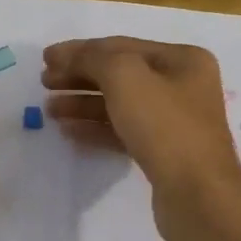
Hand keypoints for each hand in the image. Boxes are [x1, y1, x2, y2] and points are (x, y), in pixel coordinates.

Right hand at [41, 36, 240, 240]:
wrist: (197, 194)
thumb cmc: (164, 125)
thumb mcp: (125, 77)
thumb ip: (93, 58)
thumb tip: (70, 56)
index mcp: (182, 60)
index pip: (122, 46)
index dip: (80, 50)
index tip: (45, 58)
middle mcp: (182, 87)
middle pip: (120, 75)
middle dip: (80, 76)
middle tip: (44, 82)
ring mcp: (174, 122)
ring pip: (120, 105)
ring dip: (83, 103)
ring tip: (49, 109)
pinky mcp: (163, 153)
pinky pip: (123, 132)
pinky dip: (96, 128)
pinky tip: (68, 131)